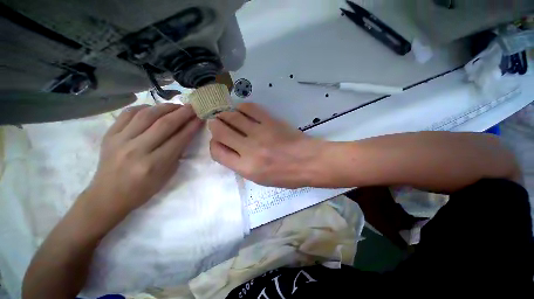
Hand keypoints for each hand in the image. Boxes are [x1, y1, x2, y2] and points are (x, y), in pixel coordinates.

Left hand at [86, 104, 202, 216]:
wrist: (108, 196)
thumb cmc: (143, 189)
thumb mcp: (167, 175)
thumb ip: (177, 153)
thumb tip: (186, 133)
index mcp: (154, 164)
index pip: (179, 139)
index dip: (192, 126)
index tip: (201, 117)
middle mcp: (137, 150)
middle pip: (164, 124)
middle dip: (183, 113)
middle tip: (193, 106)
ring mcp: (120, 140)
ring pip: (147, 115)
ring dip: (165, 107)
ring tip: (177, 105)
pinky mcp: (109, 135)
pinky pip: (128, 114)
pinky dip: (144, 108)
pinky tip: (154, 108)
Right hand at [208, 103, 323, 187]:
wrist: (309, 162)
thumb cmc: (286, 175)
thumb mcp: (260, 179)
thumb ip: (241, 164)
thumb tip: (230, 148)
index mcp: (246, 168)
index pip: (217, 152)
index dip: (213, 144)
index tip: (218, 141)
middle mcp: (249, 149)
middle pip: (220, 130)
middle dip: (215, 124)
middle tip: (217, 122)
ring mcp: (260, 133)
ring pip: (232, 116)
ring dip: (225, 114)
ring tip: (227, 115)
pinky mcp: (270, 121)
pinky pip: (250, 108)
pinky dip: (241, 107)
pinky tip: (241, 110)